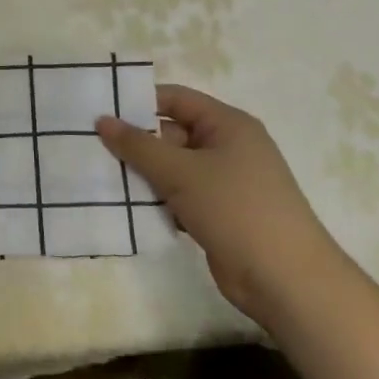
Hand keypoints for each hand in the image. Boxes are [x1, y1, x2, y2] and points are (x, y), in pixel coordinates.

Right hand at [96, 85, 340, 321]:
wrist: (285, 280)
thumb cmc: (235, 209)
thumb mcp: (181, 172)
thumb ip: (138, 145)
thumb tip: (102, 120)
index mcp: (228, 125)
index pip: (176, 99)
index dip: (139, 102)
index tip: (100, 112)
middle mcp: (228, 147)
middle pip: (171, 134)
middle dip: (136, 143)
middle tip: (92, 150)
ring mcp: (225, 183)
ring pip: (173, 168)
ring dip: (143, 175)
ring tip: (101, 179)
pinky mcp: (219, 214)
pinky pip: (179, 196)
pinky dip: (157, 201)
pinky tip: (127, 209)